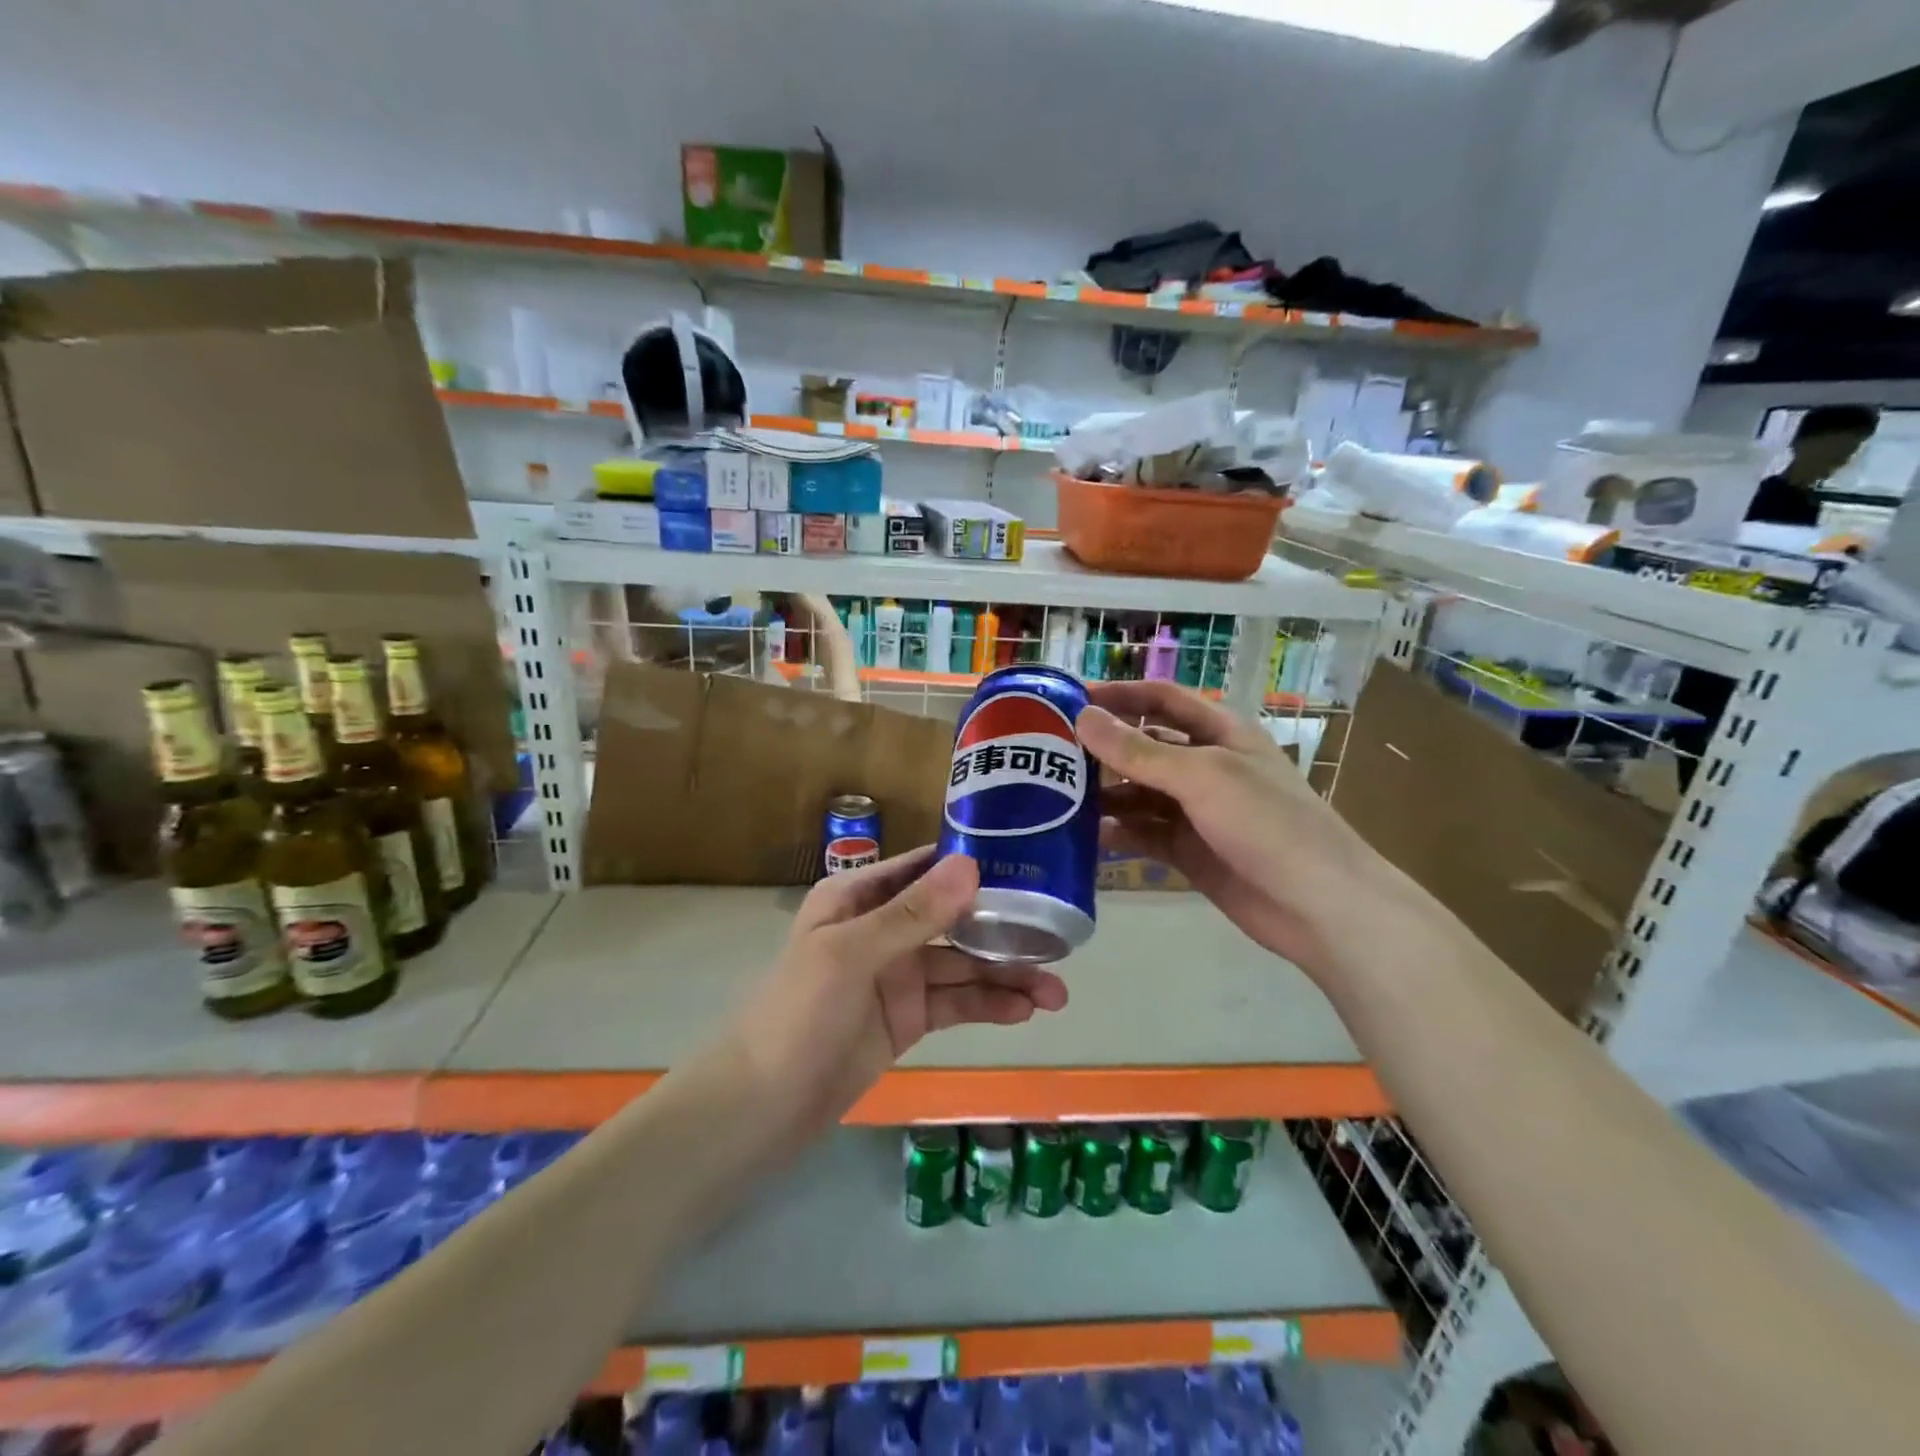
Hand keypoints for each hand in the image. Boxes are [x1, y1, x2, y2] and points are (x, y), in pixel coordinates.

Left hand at [729, 847, 1067, 1131]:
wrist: (764, 1106)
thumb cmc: (799, 1012)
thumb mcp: (852, 953)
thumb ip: (913, 913)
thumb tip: (971, 864)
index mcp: (858, 897)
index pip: (924, 868)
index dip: (972, 865)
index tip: (1028, 866)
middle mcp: (882, 928)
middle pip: (953, 919)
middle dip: (1002, 929)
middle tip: (1057, 939)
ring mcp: (897, 975)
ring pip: (961, 966)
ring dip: (1006, 976)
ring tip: (1057, 993)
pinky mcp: (908, 1018)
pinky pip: (956, 1003)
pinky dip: (989, 1006)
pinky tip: (1026, 1011)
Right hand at [1076, 680, 1423, 982]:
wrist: (1319, 905)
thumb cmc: (1268, 824)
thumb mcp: (1202, 777)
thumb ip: (1140, 751)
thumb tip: (1083, 717)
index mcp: (1219, 733)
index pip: (1161, 699)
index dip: (1119, 694)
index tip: (1069, 698)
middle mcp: (1204, 766)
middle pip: (1144, 747)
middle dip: (1102, 748)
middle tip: (1048, 754)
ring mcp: (1196, 811)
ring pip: (1139, 793)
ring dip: (1104, 794)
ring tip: (1055, 797)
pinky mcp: (1189, 851)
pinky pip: (1143, 834)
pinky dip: (1117, 833)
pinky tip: (1084, 838)